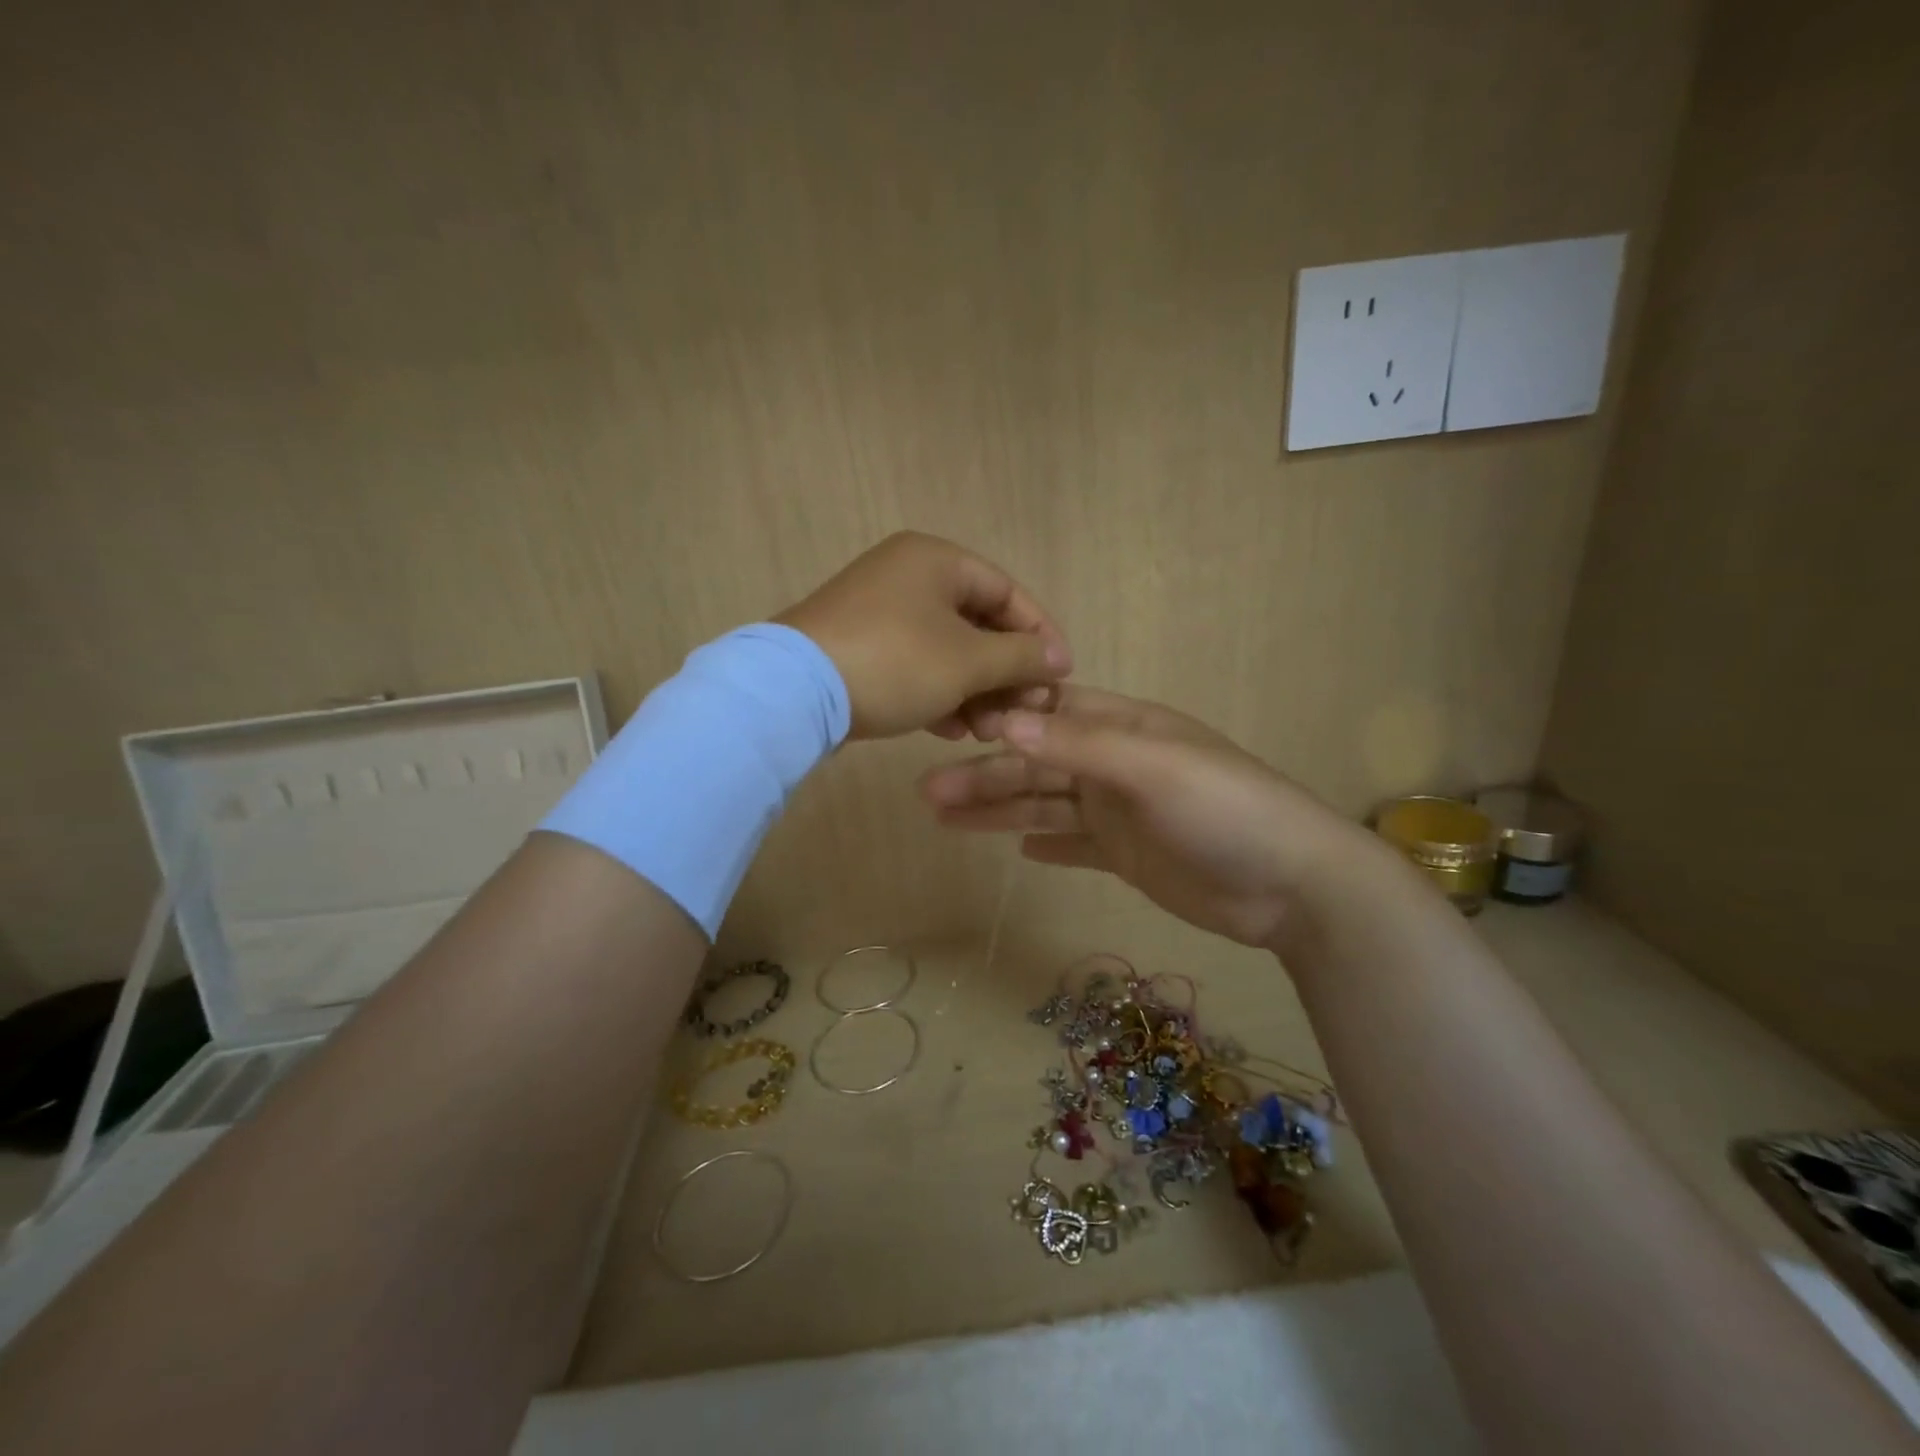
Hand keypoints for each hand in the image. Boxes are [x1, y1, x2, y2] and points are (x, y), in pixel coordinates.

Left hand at [776, 532, 1071, 740]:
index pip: (1008, 591)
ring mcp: (879, 613)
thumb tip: (1058, 658)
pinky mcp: (859, 648)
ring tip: (989, 732)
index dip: (1040, 634)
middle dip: (1005, 674)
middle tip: (1023, 713)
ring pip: (946, 651)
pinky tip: (953, 730)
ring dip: (975, 692)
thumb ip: (1020, 656)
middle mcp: (907, 576)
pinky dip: (939, 695)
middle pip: (977, 624)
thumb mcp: (967, 661)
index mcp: (935, 560)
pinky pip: (915, 666)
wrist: (793, 693)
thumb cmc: (895, 662)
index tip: (1061, 675)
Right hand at [919, 686, 1392, 948]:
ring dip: (998, 808)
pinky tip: (1015, 844)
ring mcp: (1120, 812)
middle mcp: (1115, 764)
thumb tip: (1003, 721)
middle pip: (1036, 764)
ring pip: (1045, 804)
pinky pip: (1073, 843)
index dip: (1000, 719)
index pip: (1049, 714)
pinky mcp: (1127, 855)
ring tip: (943, 816)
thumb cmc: (1225, 810)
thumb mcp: (1151, 768)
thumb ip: (1078, 745)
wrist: (1292, 885)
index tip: (948, 729)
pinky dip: (1045, 841)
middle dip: (984, 775)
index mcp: (1122, 728)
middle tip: (926, 792)